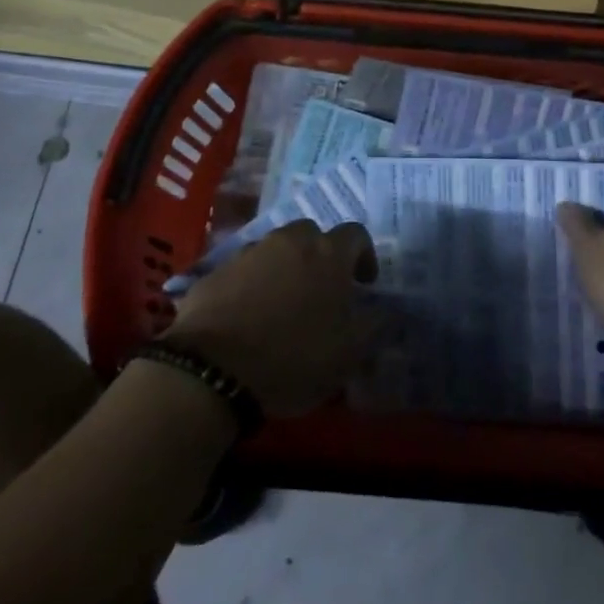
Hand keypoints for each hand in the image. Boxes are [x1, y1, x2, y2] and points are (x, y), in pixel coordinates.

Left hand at [164, 221, 376, 416]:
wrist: (213, 369)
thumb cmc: (294, 357)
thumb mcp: (349, 352)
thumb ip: (375, 325)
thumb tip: (390, 311)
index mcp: (328, 253)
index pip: (356, 234)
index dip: (364, 256)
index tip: (364, 284)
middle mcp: (289, 241)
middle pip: (312, 235)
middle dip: (321, 256)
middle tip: (322, 291)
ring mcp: (249, 252)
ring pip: (276, 249)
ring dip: (285, 267)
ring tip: (282, 305)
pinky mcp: (216, 271)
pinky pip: (244, 270)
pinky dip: (252, 284)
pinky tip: (248, 316)